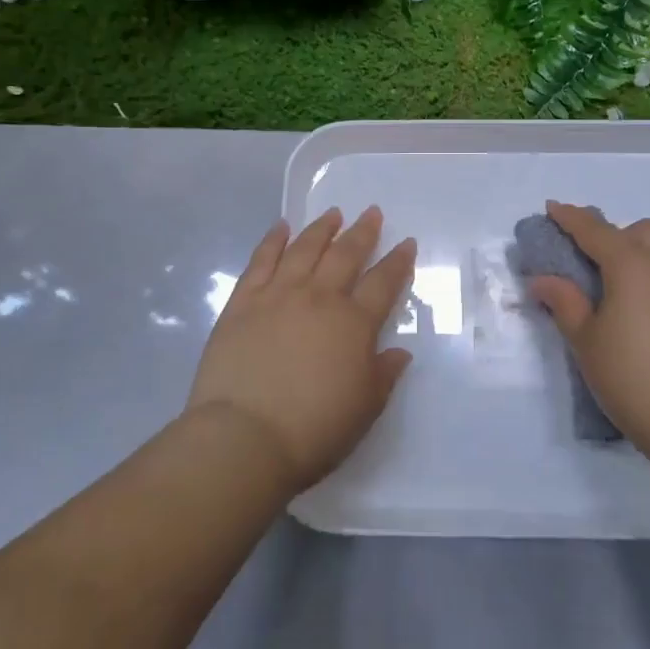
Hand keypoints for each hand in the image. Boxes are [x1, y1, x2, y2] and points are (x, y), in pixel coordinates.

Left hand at [187, 207, 417, 493]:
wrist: (245, 436)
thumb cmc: (314, 429)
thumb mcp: (365, 408)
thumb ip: (384, 374)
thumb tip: (399, 351)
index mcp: (354, 324)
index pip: (383, 283)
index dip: (398, 262)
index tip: (406, 242)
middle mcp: (319, 298)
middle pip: (345, 255)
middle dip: (362, 232)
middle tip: (371, 212)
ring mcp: (278, 295)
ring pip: (304, 249)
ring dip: (321, 229)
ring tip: (332, 213)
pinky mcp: (242, 302)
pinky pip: (261, 261)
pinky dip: (272, 240)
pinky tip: (281, 228)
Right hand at [528, 201, 649, 481]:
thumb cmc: (632, 376)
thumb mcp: (585, 340)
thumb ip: (564, 302)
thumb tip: (543, 279)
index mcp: (631, 265)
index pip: (594, 230)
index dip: (570, 218)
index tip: (551, 208)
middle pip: (639, 231)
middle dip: (611, 234)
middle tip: (585, 260)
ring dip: (630, 255)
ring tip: (604, 289)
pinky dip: (645, 278)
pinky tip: (630, 311)